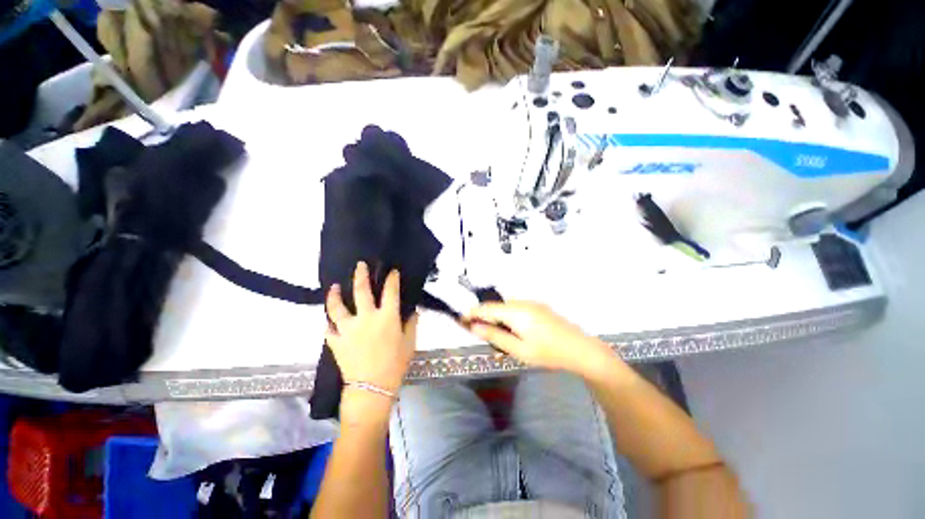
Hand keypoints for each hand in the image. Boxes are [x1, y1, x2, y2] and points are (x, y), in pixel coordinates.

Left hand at [326, 262, 417, 394]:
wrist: (372, 388)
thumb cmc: (395, 364)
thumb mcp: (409, 343)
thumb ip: (411, 324)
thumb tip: (412, 311)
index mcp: (386, 317)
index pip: (390, 291)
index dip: (392, 279)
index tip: (392, 271)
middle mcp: (366, 318)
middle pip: (361, 291)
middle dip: (361, 275)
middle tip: (359, 265)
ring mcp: (348, 329)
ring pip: (337, 307)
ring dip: (334, 295)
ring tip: (334, 287)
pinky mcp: (336, 341)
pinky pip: (328, 329)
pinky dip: (328, 323)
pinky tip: (328, 320)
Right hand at [466, 301, 615, 378]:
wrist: (581, 349)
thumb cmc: (548, 353)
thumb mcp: (519, 349)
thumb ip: (495, 336)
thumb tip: (474, 327)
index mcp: (516, 311)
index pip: (487, 308)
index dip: (472, 313)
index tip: (461, 320)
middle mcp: (522, 302)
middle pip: (497, 307)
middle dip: (487, 319)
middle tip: (484, 337)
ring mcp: (533, 303)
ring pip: (507, 308)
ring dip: (499, 320)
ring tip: (502, 339)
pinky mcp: (539, 307)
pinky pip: (517, 309)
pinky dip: (510, 319)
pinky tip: (517, 334)